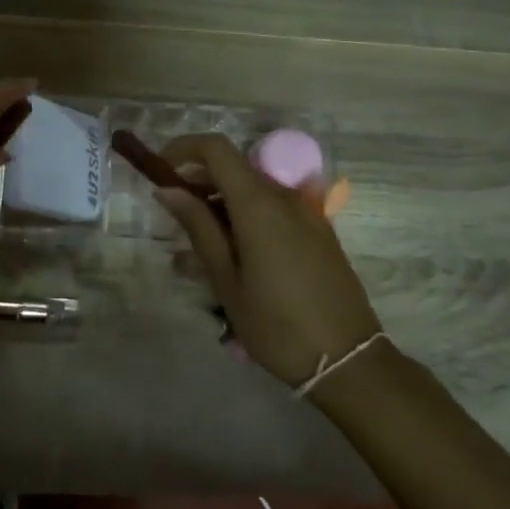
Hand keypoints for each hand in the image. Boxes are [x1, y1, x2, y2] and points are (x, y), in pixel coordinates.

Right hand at [156, 133, 382, 389]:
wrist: (349, 360)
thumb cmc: (276, 324)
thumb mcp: (226, 280)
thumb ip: (198, 227)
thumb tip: (168, 190)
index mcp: (259, 204)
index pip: (217, 149)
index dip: (184, 148)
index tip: (161, 169)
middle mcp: (285, 196)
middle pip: (234, 166)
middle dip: (199, 177)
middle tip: (174, 212)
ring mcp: (307, 212)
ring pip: (254, 186)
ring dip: (222, 197)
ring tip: (202, 239)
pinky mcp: (319, 229)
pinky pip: (275, 205)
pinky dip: (247, 211)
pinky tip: (237, 250)